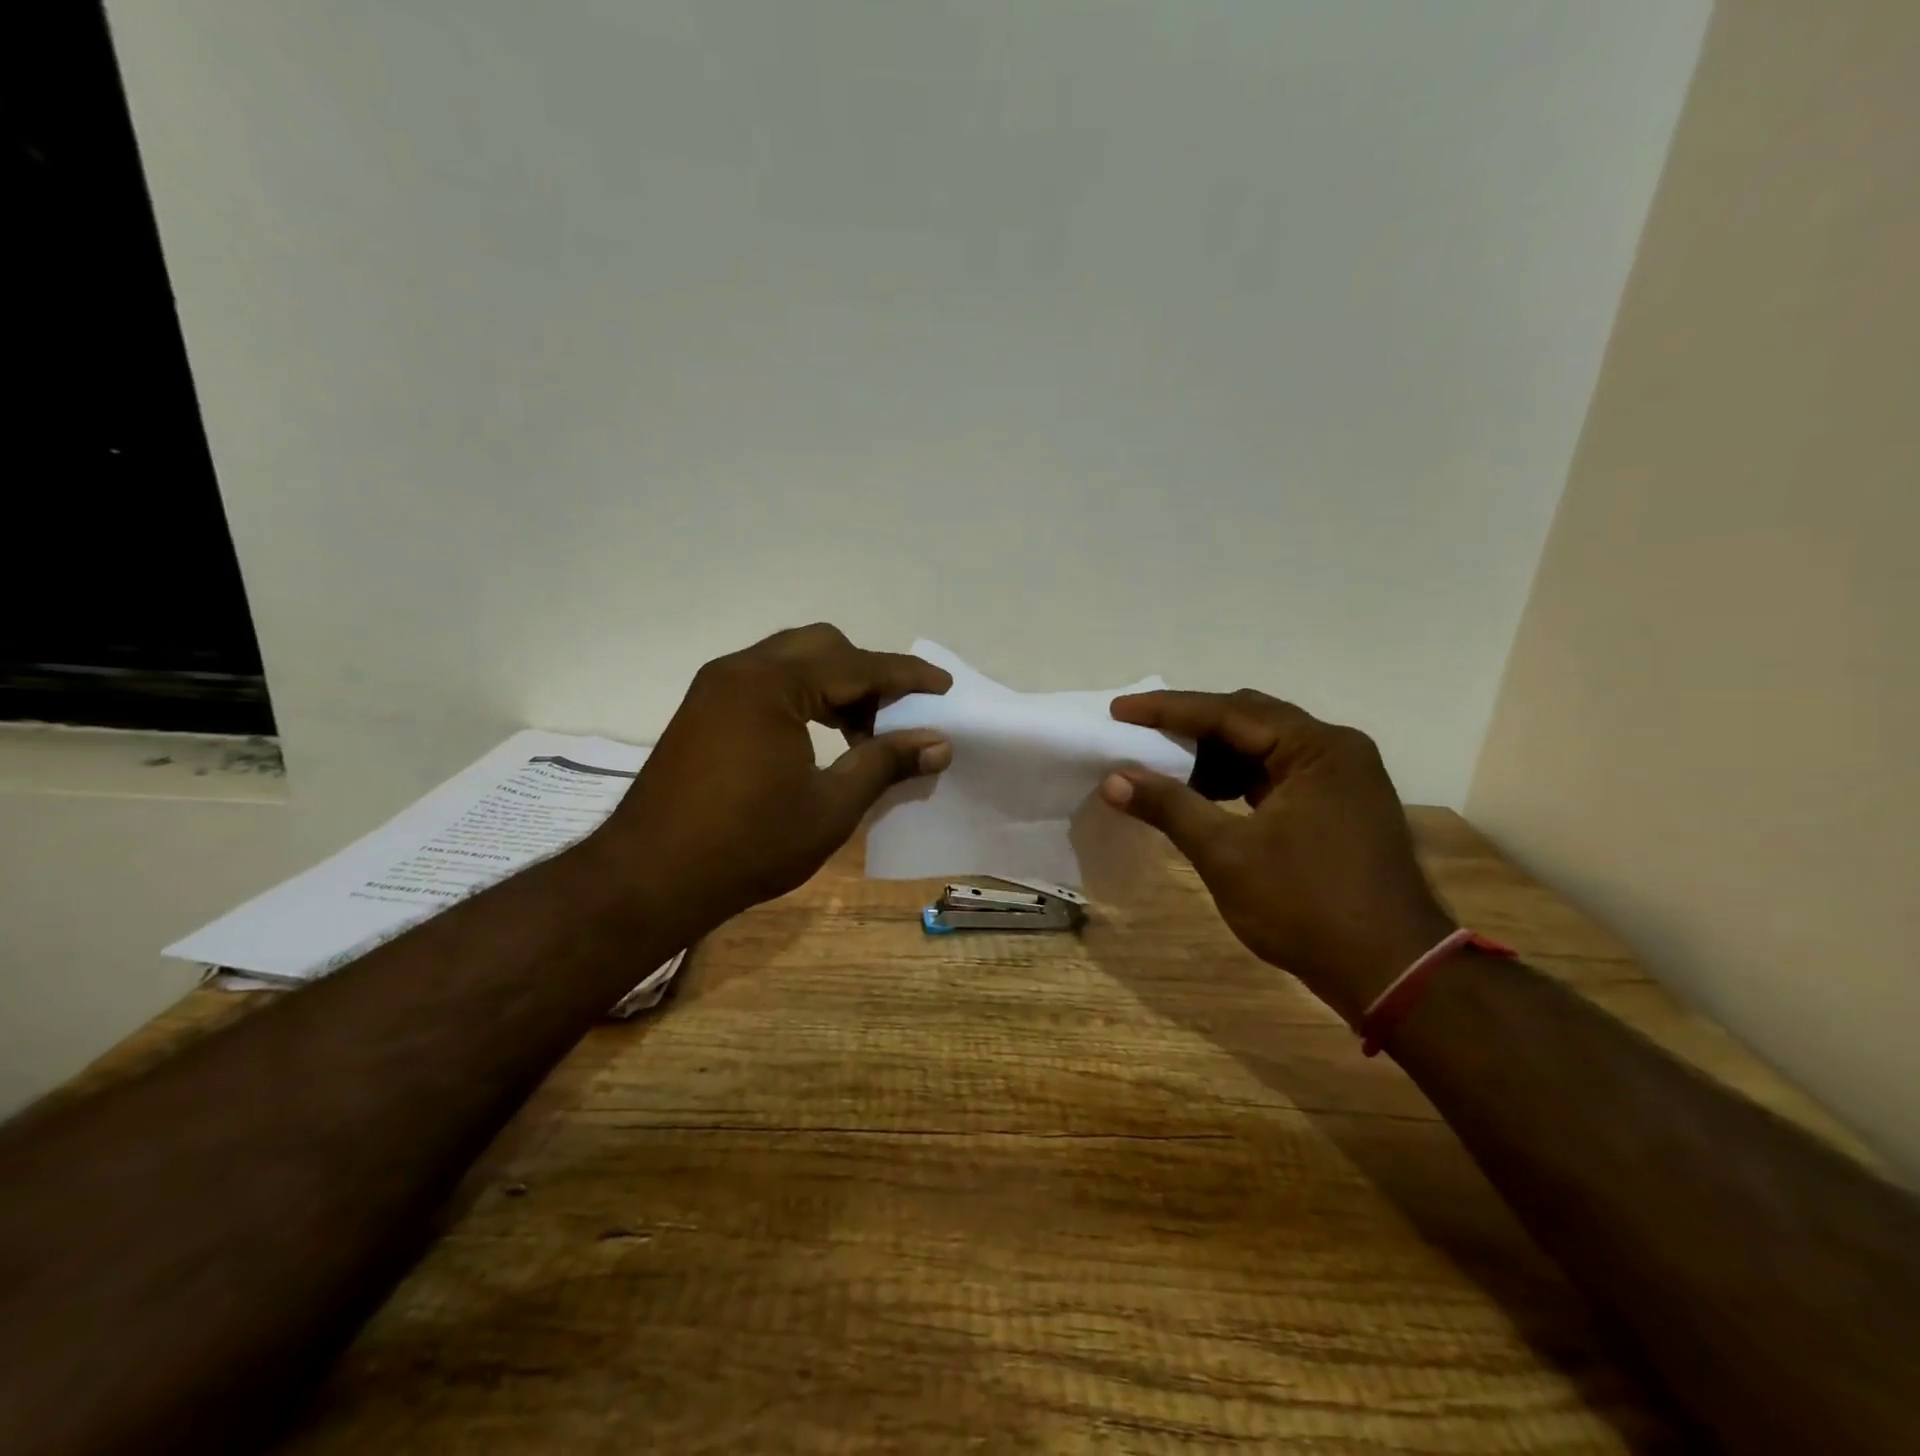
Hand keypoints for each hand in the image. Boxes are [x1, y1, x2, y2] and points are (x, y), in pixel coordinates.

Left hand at [596, 624, 951, 929]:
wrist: (649, 879)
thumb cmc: (748, 845)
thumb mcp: (830, 807)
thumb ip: (885, 764)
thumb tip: (939, 743)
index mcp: (772, 684)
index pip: (857, 665)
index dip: (907, 676)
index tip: (944, 687)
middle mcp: (741, 669)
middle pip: (822, 647)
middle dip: (868, 675)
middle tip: (897, 717)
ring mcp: (716, 687)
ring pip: (793, 662)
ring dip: (835, 686)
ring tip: (862, 734)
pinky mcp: (704, 709)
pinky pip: (767, 682)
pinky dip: (803, 697)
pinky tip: (819, 738)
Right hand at [1102, 689, 1454, 1022]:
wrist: (1392, 973)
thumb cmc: (1306, 906)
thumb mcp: (1226, 854)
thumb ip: (1169, 806)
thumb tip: (1113, 779)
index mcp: (1317, 748)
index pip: (1229, 712)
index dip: (1167, 710)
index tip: (1120, 710)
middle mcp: (1335, 750)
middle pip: (1249, 721)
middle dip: (1190, 728)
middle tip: (1137, 733)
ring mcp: (1342, 779)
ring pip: (1263, 749)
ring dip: (1212, 757)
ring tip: (1163, 769)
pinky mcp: (1339, 807)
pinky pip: (1277, 776)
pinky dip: (1236, 782)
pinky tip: (1203, 798)